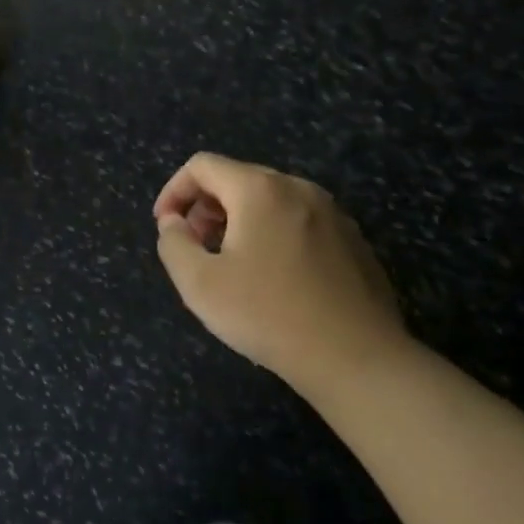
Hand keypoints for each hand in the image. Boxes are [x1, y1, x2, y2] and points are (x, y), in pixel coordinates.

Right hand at [154, 153, 411, 387]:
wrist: (357, 358)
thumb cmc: (268, 315)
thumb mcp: (199, 283)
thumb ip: (173, 243)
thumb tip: (174, 222)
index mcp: (259, 190)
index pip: (203, 166)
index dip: (174, 191)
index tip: (165, 227)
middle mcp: (299, 188)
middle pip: (238, 178)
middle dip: (206, 207)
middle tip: (195, 247)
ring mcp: (333, 213)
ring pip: (270, 200)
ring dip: (239, 220)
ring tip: (230, 263)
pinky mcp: (353, 240)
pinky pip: (299, 221)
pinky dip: (273, 234)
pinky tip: (274, 278)